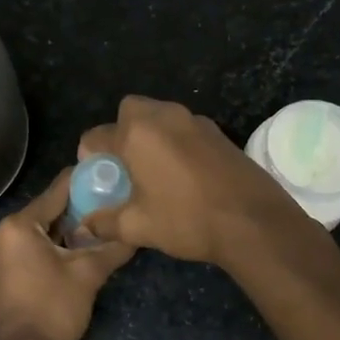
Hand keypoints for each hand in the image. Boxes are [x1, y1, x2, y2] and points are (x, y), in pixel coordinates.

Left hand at [0, 167, 134, 339]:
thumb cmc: (54, 309)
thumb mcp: (88, 275)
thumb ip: (112, 247)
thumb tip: (136, 232)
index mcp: (18, 225)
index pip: (57, 191)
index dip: (84, 182)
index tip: (109, 174)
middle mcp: (1, 231)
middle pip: (46, 210)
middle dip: (77, 208)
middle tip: (110, 203)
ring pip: (38, 229)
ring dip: (66, 228)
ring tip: (100, 224)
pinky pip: (29, 245)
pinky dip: (51, 244)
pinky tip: (76, 247)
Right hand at [77, 96, 317, 268]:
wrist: (254, 221)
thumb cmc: (187, 220)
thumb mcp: (138, 227)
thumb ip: (105, 223)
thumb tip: (86, 226)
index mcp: (136, 133)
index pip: (96, 135)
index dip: (90, 157)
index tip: (99, 178)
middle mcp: (163, 116)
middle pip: (129, 111)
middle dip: (121, 132)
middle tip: (125, 166)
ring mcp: (194, 120)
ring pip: (159, 116)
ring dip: (149, 135)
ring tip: (153, 171)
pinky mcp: (217, 132)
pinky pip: (183, 128)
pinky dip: (175, 141)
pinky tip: (182, 174)